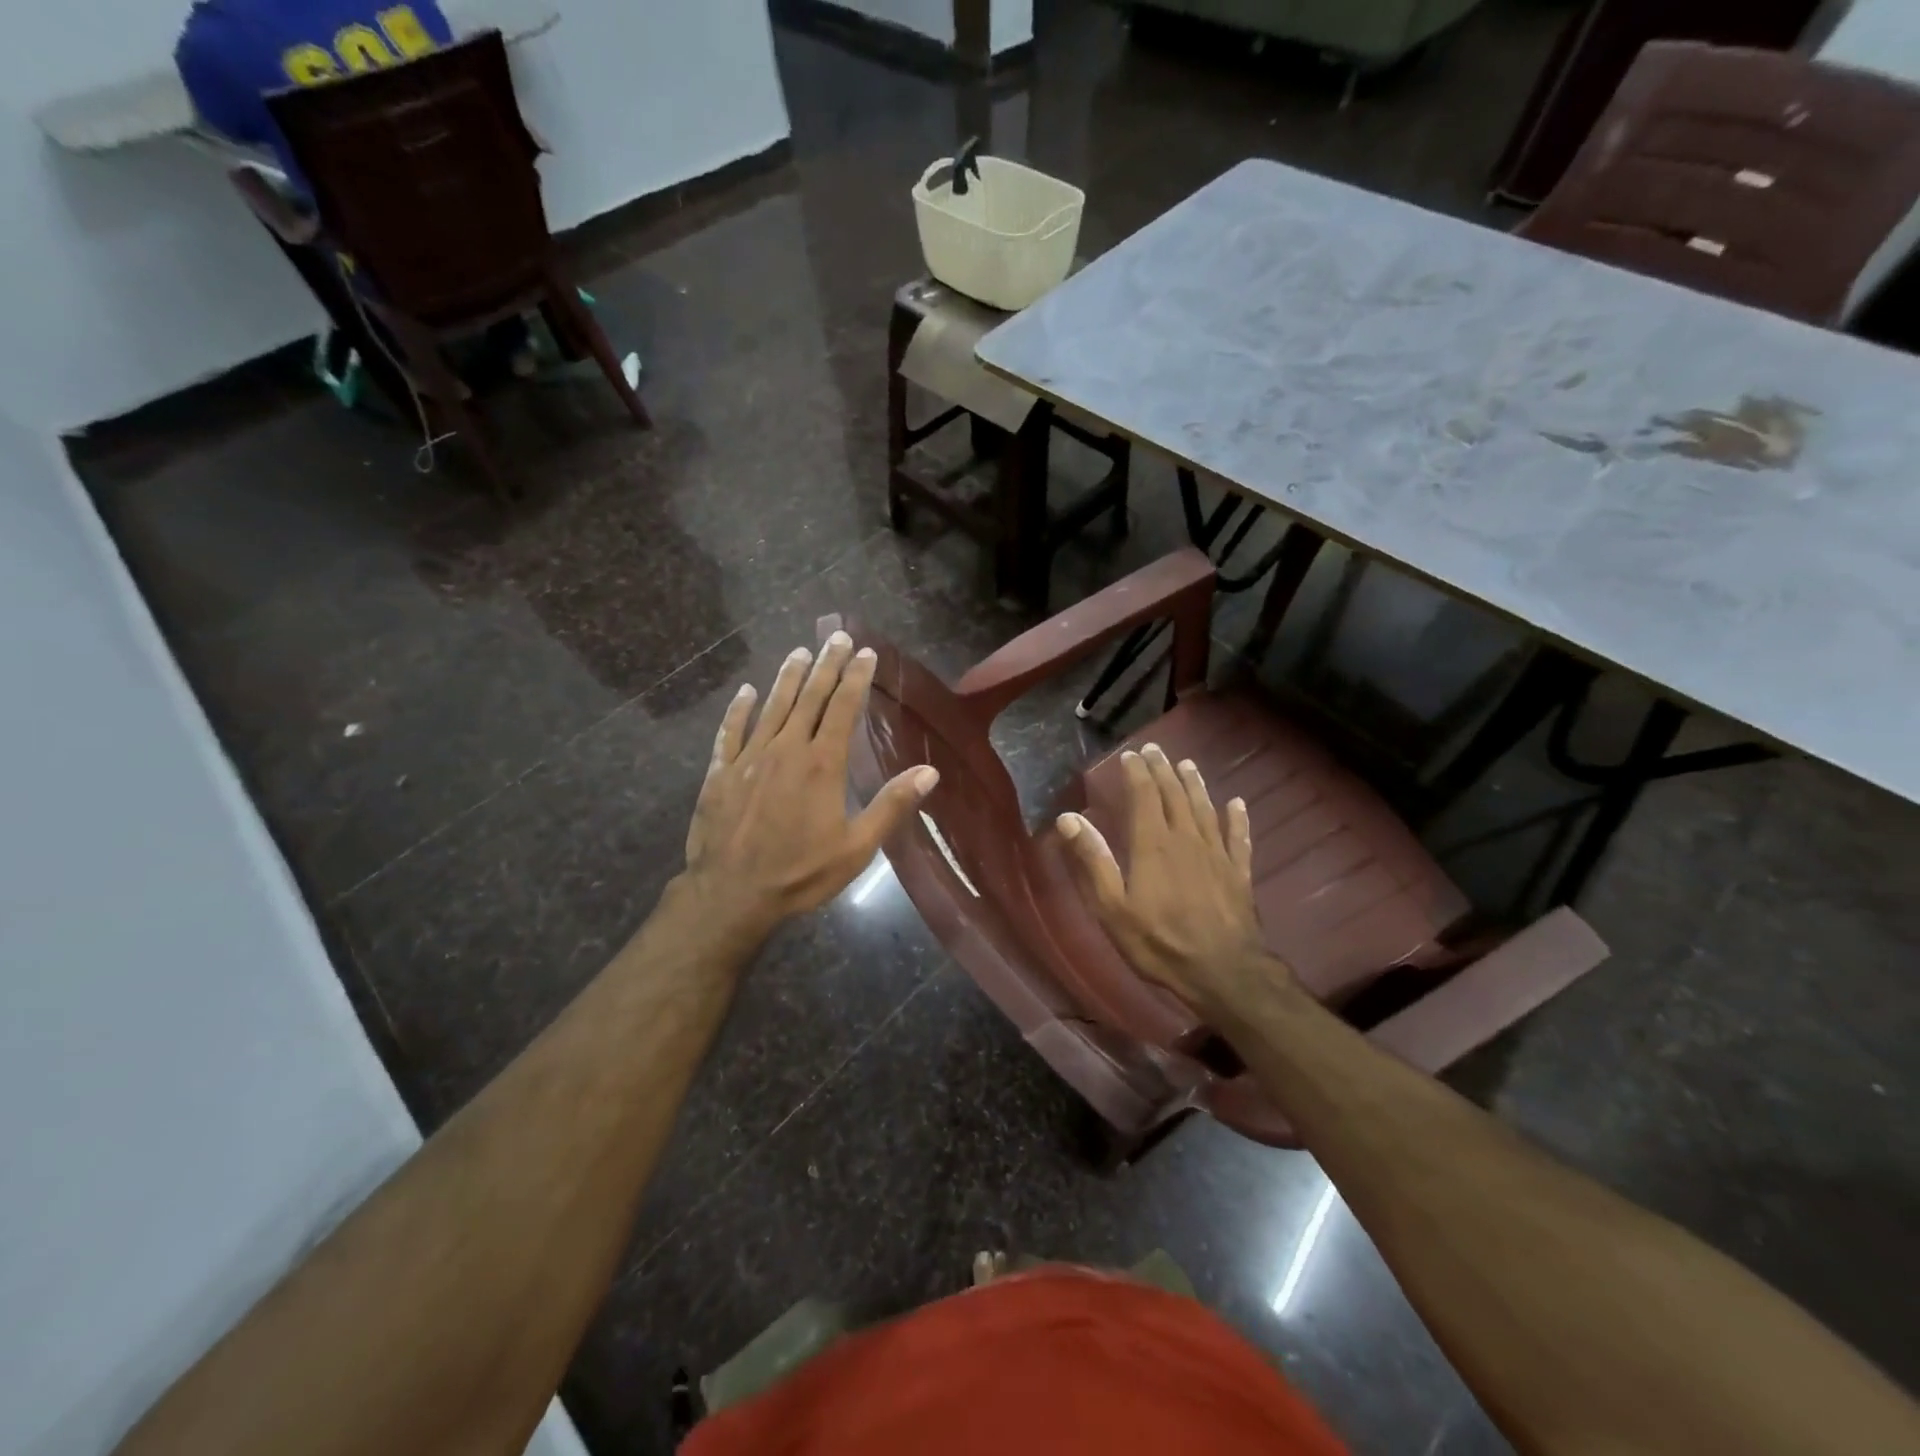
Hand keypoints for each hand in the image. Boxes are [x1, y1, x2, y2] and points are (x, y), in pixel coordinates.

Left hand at [681, 631, 937, 941]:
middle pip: (809, 697)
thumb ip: (891, 805)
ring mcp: (749, 758)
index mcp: (822, 764)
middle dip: (826, 665)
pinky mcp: (721, 772)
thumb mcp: (857, 848)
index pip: (843, 708)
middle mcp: (786, 749)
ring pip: (772, 706)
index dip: (855, 678)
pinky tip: (746, 692)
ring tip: (800, 652)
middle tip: (837, 636)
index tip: (865, 652)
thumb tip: (930, 772)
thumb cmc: (801, 873)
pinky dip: (739, 709)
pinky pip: (731, 731)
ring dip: (788, 677)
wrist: (732, 895)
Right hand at [1056, 743, 1287, 1019]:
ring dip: (1195, 785)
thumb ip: (1093, 860)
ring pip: (1205, 809)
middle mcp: (1187, 839)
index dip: (1137, 773)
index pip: (1144, 796)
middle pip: (1175, 795)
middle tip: (1156, 749)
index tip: (1130, 754)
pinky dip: (1237, 819)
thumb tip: (1068, 818)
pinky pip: (1239, 838)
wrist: (1224, 973)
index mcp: (1153, 844)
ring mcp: (1217, 854)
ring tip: (1188, 765)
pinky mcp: (1240, 873)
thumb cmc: (1160, 942)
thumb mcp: (1112, 907)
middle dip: (1163, 770)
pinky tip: (1237, 804)